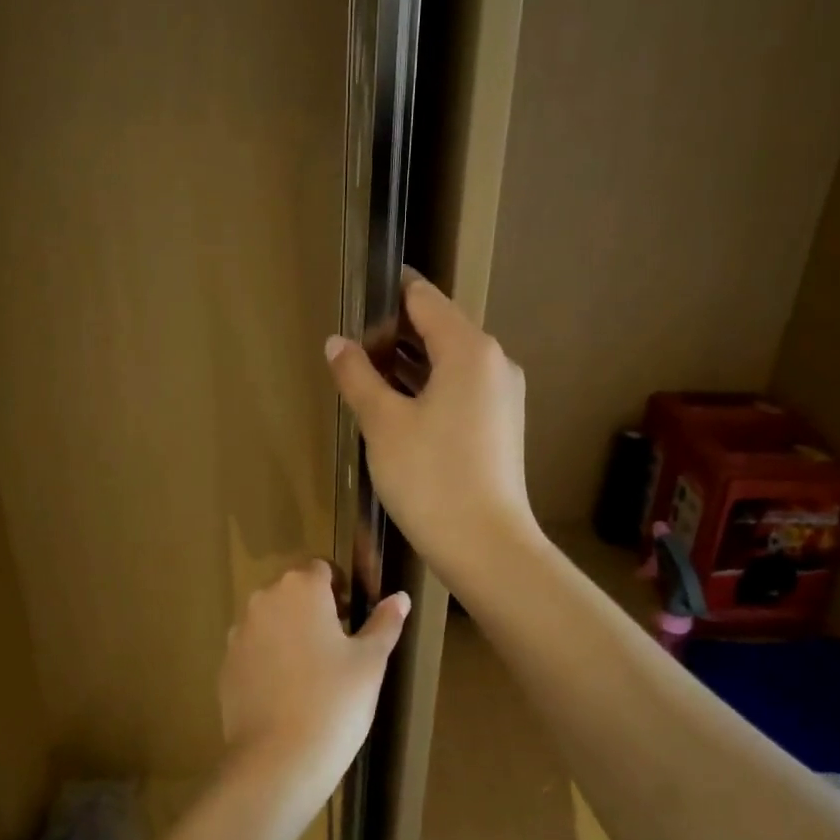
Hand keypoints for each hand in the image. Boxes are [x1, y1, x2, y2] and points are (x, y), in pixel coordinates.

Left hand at [219, 561, 408, 798]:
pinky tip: (287, 693)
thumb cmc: (335, 701)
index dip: (340, 588)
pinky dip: (269, 659)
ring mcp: (239, 633)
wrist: (278, 760)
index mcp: (301, 589)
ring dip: (290, 632)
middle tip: (338, 645)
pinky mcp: (226, 665)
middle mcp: (264, 600)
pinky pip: (253, 649)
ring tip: (312, 672)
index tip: (352, 617)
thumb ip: (384, 623)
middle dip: (314, 608)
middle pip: (292, 591)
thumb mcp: (371, 661)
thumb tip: (400, 598)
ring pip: (271, 620)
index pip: (321, 568)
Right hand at [326, 274, 537, 583]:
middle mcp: (494, 362)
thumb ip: (357, 375)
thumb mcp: (382, 423)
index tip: (354, 298)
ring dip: (409, 363)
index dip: (388, 293)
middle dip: (394, 333)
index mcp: (469, 348)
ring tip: (364, 375)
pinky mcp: (501, 425)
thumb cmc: (430, 477)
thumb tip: (337, 341)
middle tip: (350, 346)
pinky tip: (396, 407)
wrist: (486, 545)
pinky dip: (429, 388)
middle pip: (439, 328)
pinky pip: (461, 389)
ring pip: (449, 362)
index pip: (424, 298)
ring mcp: (503, 395)